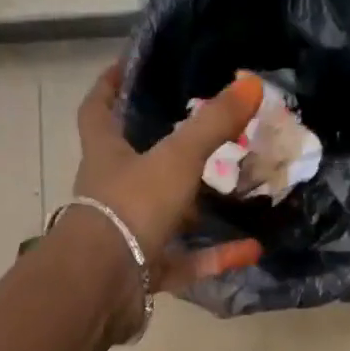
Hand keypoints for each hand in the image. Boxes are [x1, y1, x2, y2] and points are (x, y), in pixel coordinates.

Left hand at [71, 60, 264, 292]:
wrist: (103, 284)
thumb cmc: (130, 206)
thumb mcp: (176, 158)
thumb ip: (212, 123)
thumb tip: (251, 83)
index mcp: (105, 155)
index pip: (97, 110)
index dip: (108, 85)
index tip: (126, 66)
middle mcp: (111, 192)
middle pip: (133, 163)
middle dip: (164, 149)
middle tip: (204, 132)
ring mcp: (126, 235)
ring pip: (163, 215)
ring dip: (196, 206)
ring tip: (234, 191)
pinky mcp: (144, 271)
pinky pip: (185, 260)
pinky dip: (216, 255)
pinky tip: (252, 248)